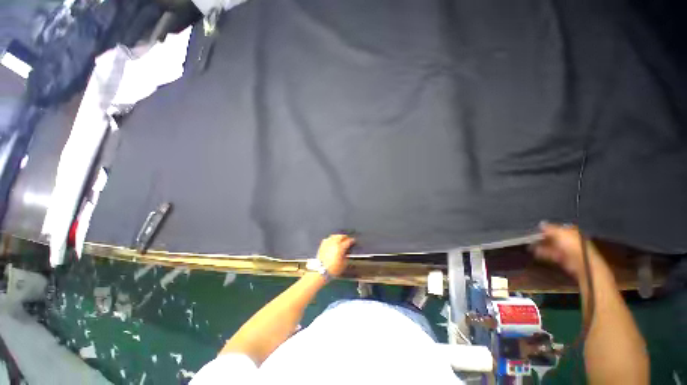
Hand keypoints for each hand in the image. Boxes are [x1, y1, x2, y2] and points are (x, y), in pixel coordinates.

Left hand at [316, 234, 354, 276]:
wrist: (321, 270)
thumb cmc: (333, 269)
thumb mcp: (344, 264)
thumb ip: (346, 256)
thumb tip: (346, 253)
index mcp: (340, 247)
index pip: (348, 241)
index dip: (352, 240)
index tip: (353, 241)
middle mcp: (334, 243)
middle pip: (340, 236)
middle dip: (345, 237)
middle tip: (347, 238)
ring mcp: (328, 243)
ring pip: (334, 236)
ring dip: (338, 237)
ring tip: (340, 239)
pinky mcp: (322, 245)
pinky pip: (328, 239)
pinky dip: (331, 239)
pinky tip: (332, 241)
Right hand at [532, 222, 600, 280]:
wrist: (581, 263)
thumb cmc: (573, 245)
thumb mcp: (561, 233)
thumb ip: (550, 228)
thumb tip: (541, 223)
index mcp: (572, 231)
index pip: (558, 228)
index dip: (548, 228)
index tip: (537, 229)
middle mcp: (571, 239)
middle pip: (555, 237)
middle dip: (544, 238)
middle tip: (531, 238)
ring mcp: (568, 250)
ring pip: (553, 246)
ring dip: (543, 246)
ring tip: (531, 246)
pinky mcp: (565, 259)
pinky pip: (553, 255)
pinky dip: (545, 254)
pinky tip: (537, 253)